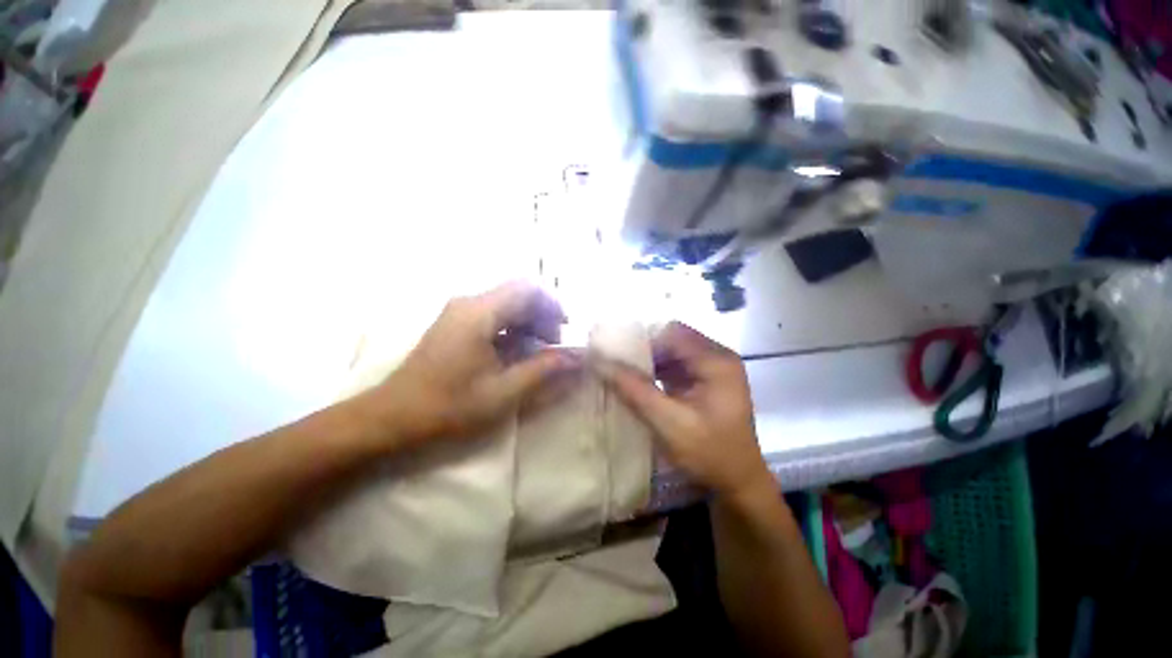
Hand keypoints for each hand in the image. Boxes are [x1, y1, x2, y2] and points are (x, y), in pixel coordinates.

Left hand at [358, 281, 580, 447]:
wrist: (392, 417)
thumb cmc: (448, 406)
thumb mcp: (503, 392)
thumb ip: (543, 370)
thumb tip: (575, 357)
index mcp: (479, 313)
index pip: (527, 289)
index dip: (552, 305)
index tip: (564, 331)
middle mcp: (469, 303)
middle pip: (518, 295)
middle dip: (542, 316)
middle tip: (554, 346)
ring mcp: (459, 313)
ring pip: (507, 305)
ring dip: (529, 323)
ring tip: (539, 352)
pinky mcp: (455, 325)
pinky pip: (494, 316)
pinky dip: (513, 330)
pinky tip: (517, 354)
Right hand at [598, 322, 773, 498]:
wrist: (738, 483)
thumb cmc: (709, 454)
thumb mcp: (667, 422)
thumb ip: (633, 389)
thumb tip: (599, 361)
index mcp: (716, 361)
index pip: (672, 333)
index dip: (642, 340)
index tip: (615, 356)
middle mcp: (718, 357)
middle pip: (672, 339)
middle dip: (644, 351)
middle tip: (617, 366)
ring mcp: (714, 368)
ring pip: (672, 351)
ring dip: (649, 361)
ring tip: (624, 374)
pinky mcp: (707, 379)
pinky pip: (676, 364)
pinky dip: (657, 371)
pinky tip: (640, 384)